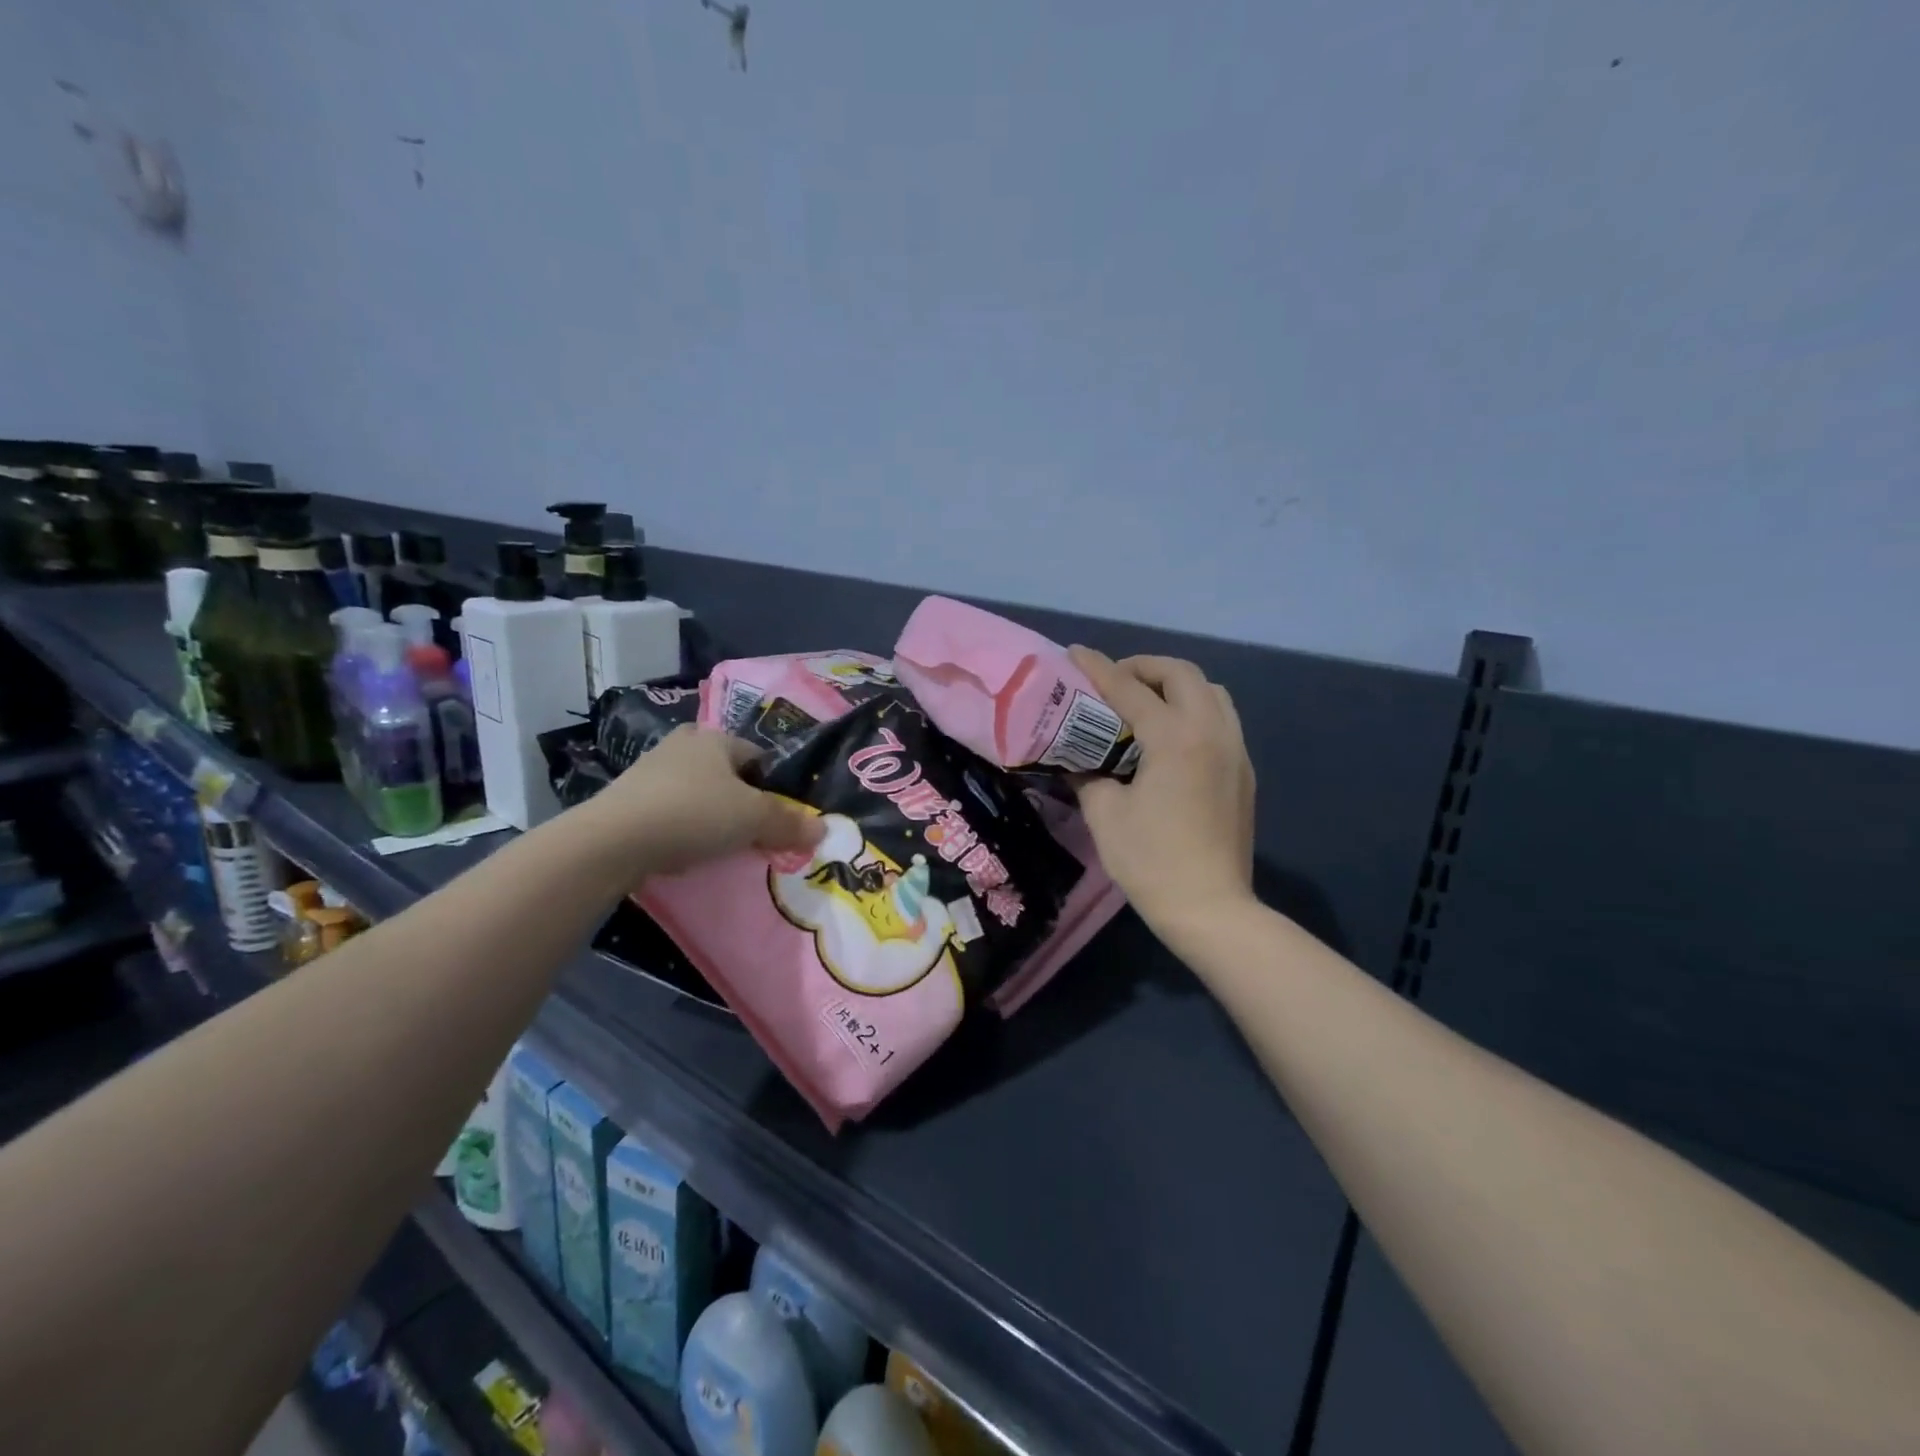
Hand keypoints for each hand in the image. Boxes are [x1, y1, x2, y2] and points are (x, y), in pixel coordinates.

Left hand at [577, 725, 822, 877]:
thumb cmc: (694, 814)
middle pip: (726, 773)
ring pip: (697, 792)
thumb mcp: (753, 819)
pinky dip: (682, 828)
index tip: (779, 816)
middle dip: (740, 799)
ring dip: (710, 814)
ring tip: (720, 845)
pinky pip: (670, 811)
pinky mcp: (627, 800)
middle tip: (752, 830)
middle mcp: (682, 744)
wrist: (614, 840)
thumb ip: (789, 823)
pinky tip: (685, 851)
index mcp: (715, 738)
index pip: (758, 755)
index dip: (773, 785)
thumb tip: (822, 829)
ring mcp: (650, 770)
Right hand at [1069, 647, 1256, 940]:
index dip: (1099, 669)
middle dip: (1144, 666)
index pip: (1130, 689)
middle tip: (1114, 681)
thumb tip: (1075, 760)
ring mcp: (1234, 749)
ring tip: (1146, 701)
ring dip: (1176, 684)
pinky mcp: (1244, 770)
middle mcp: (1211, 731)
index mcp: (1174, 738)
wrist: (1210, 908)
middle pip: (1182, 673)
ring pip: (1211, 691)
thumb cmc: (1151, 862)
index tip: (1075, 654)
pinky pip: (1223, 718)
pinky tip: (1173, 735)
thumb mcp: (1104, 816)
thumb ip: (1088, 775)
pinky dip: (1195, 708)